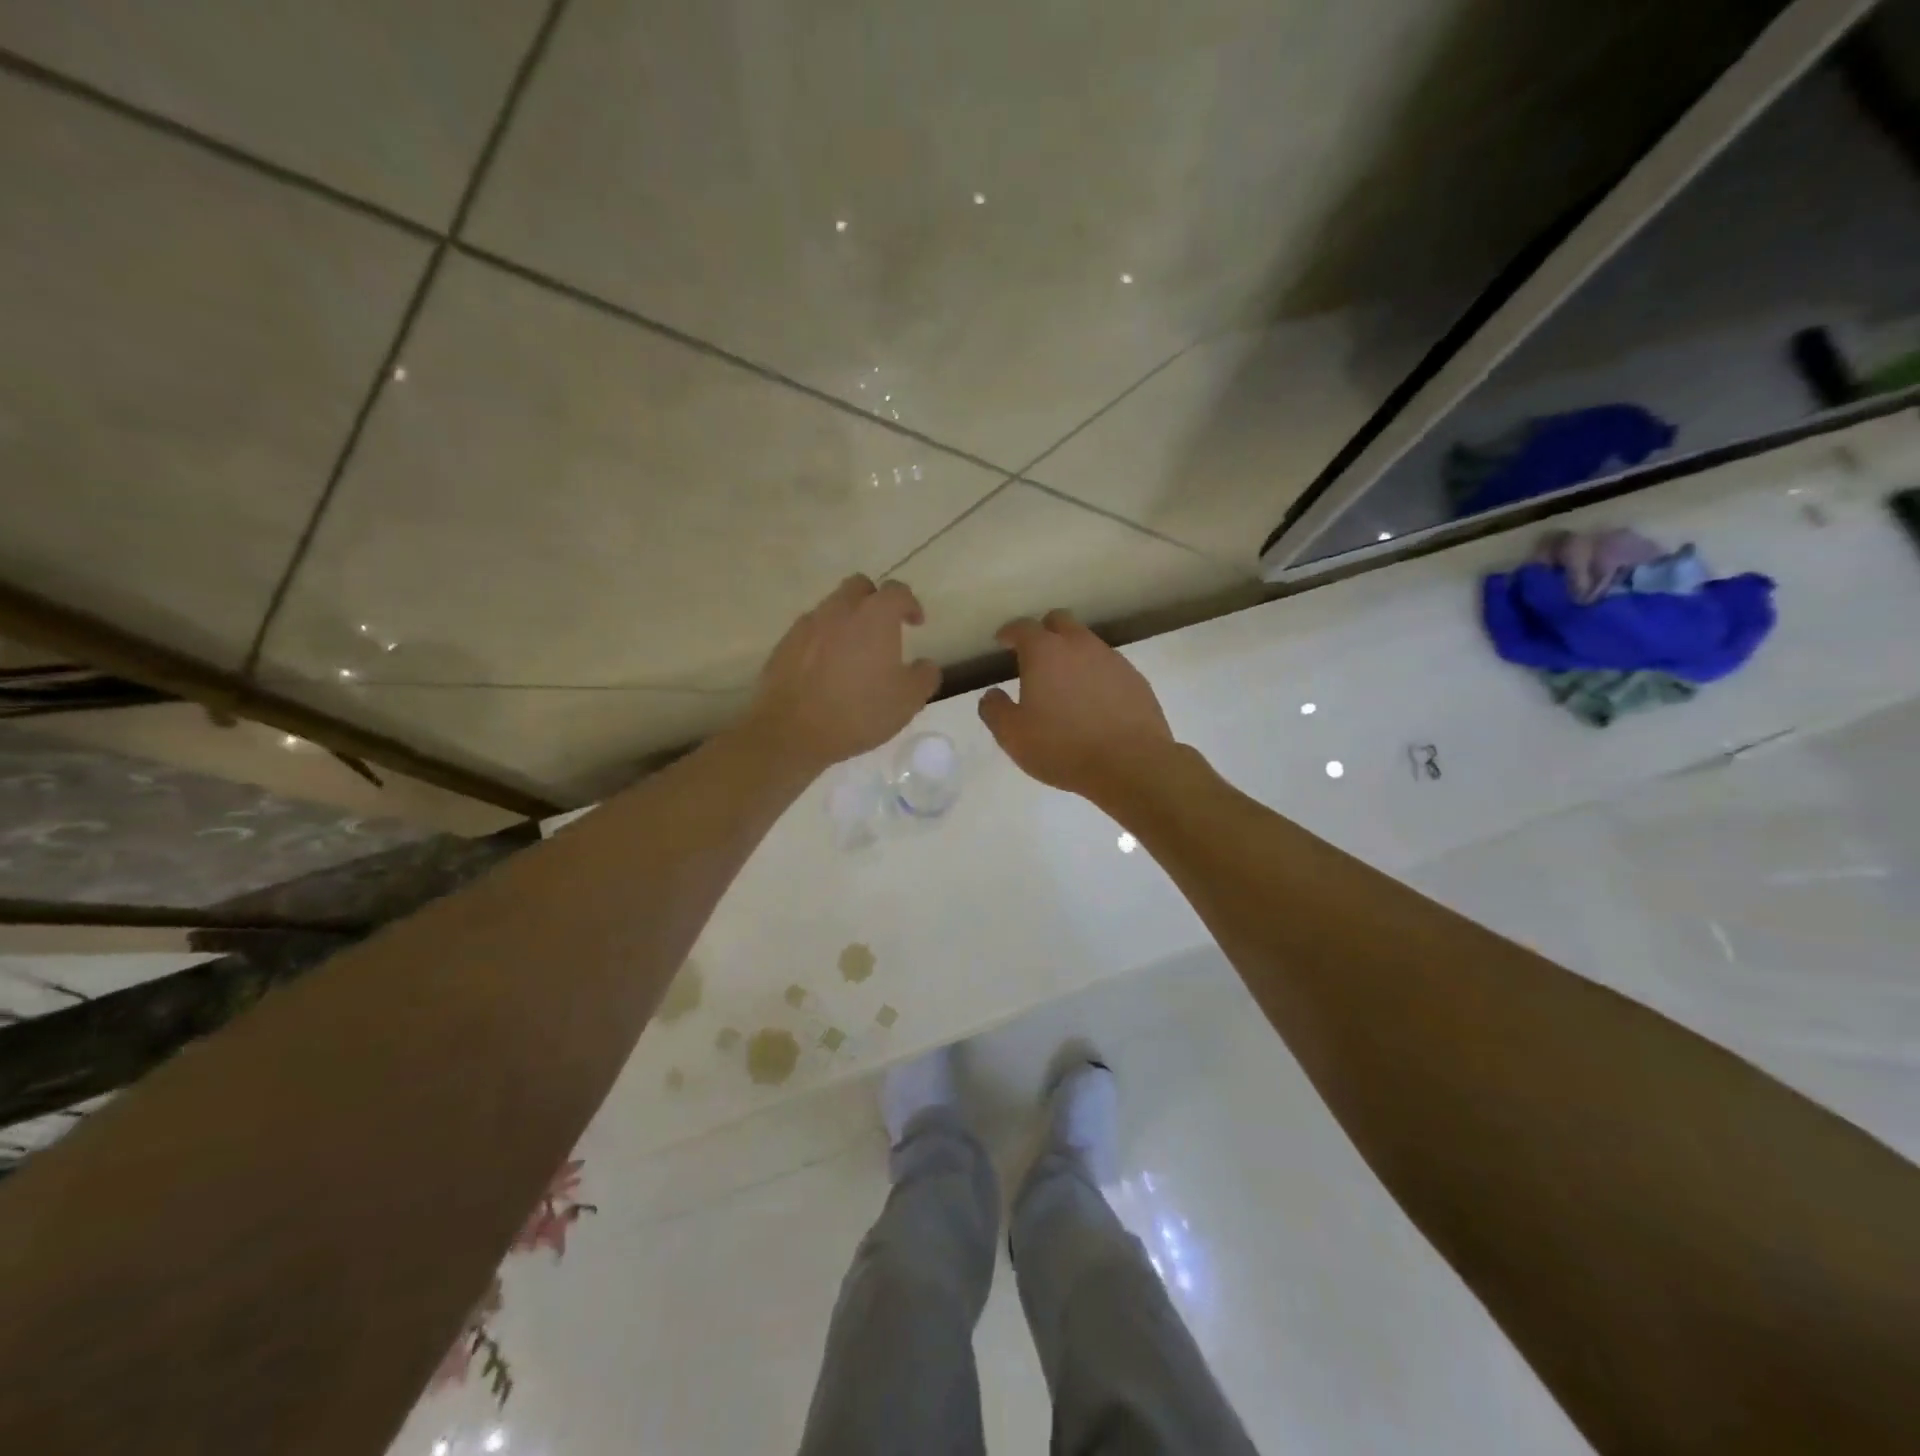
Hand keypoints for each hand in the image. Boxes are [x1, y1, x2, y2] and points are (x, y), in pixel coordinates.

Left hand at [745, 575, 940, 771]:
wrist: (792, 731)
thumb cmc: (858, 712)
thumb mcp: (908, 701)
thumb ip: (924, 676)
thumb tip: (925, 665)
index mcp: (875, 616)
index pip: (897, 592)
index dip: (910, 604)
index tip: (916, 623)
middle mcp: (840, 610)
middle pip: (859, 587)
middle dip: (874, 600)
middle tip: (883, 629)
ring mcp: (808, 625)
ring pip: (832, 608)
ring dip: (847, 621)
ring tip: (854, 652)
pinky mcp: (785, 644)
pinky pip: (811, 631)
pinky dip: (823, 641)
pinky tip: (827, 669)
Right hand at [978, 610, 1175, 805]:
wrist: (1130, 764)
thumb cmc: (1062, 747)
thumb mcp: (1013, 736)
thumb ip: (995, 710)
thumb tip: (992, 695)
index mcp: (1045, 652)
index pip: (1023, 627)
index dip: (1010, 632)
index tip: (1002, 642)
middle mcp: (1079, 645)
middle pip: (1060, 621)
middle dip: (1044, 632)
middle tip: (1034, 656)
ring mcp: (1112, 660)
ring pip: (1087, 643)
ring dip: (1072, 654)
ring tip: (1065, 684)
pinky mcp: (1135, 679)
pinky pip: (1109, 667)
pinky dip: (1096, 675)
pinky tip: (1094, 702)